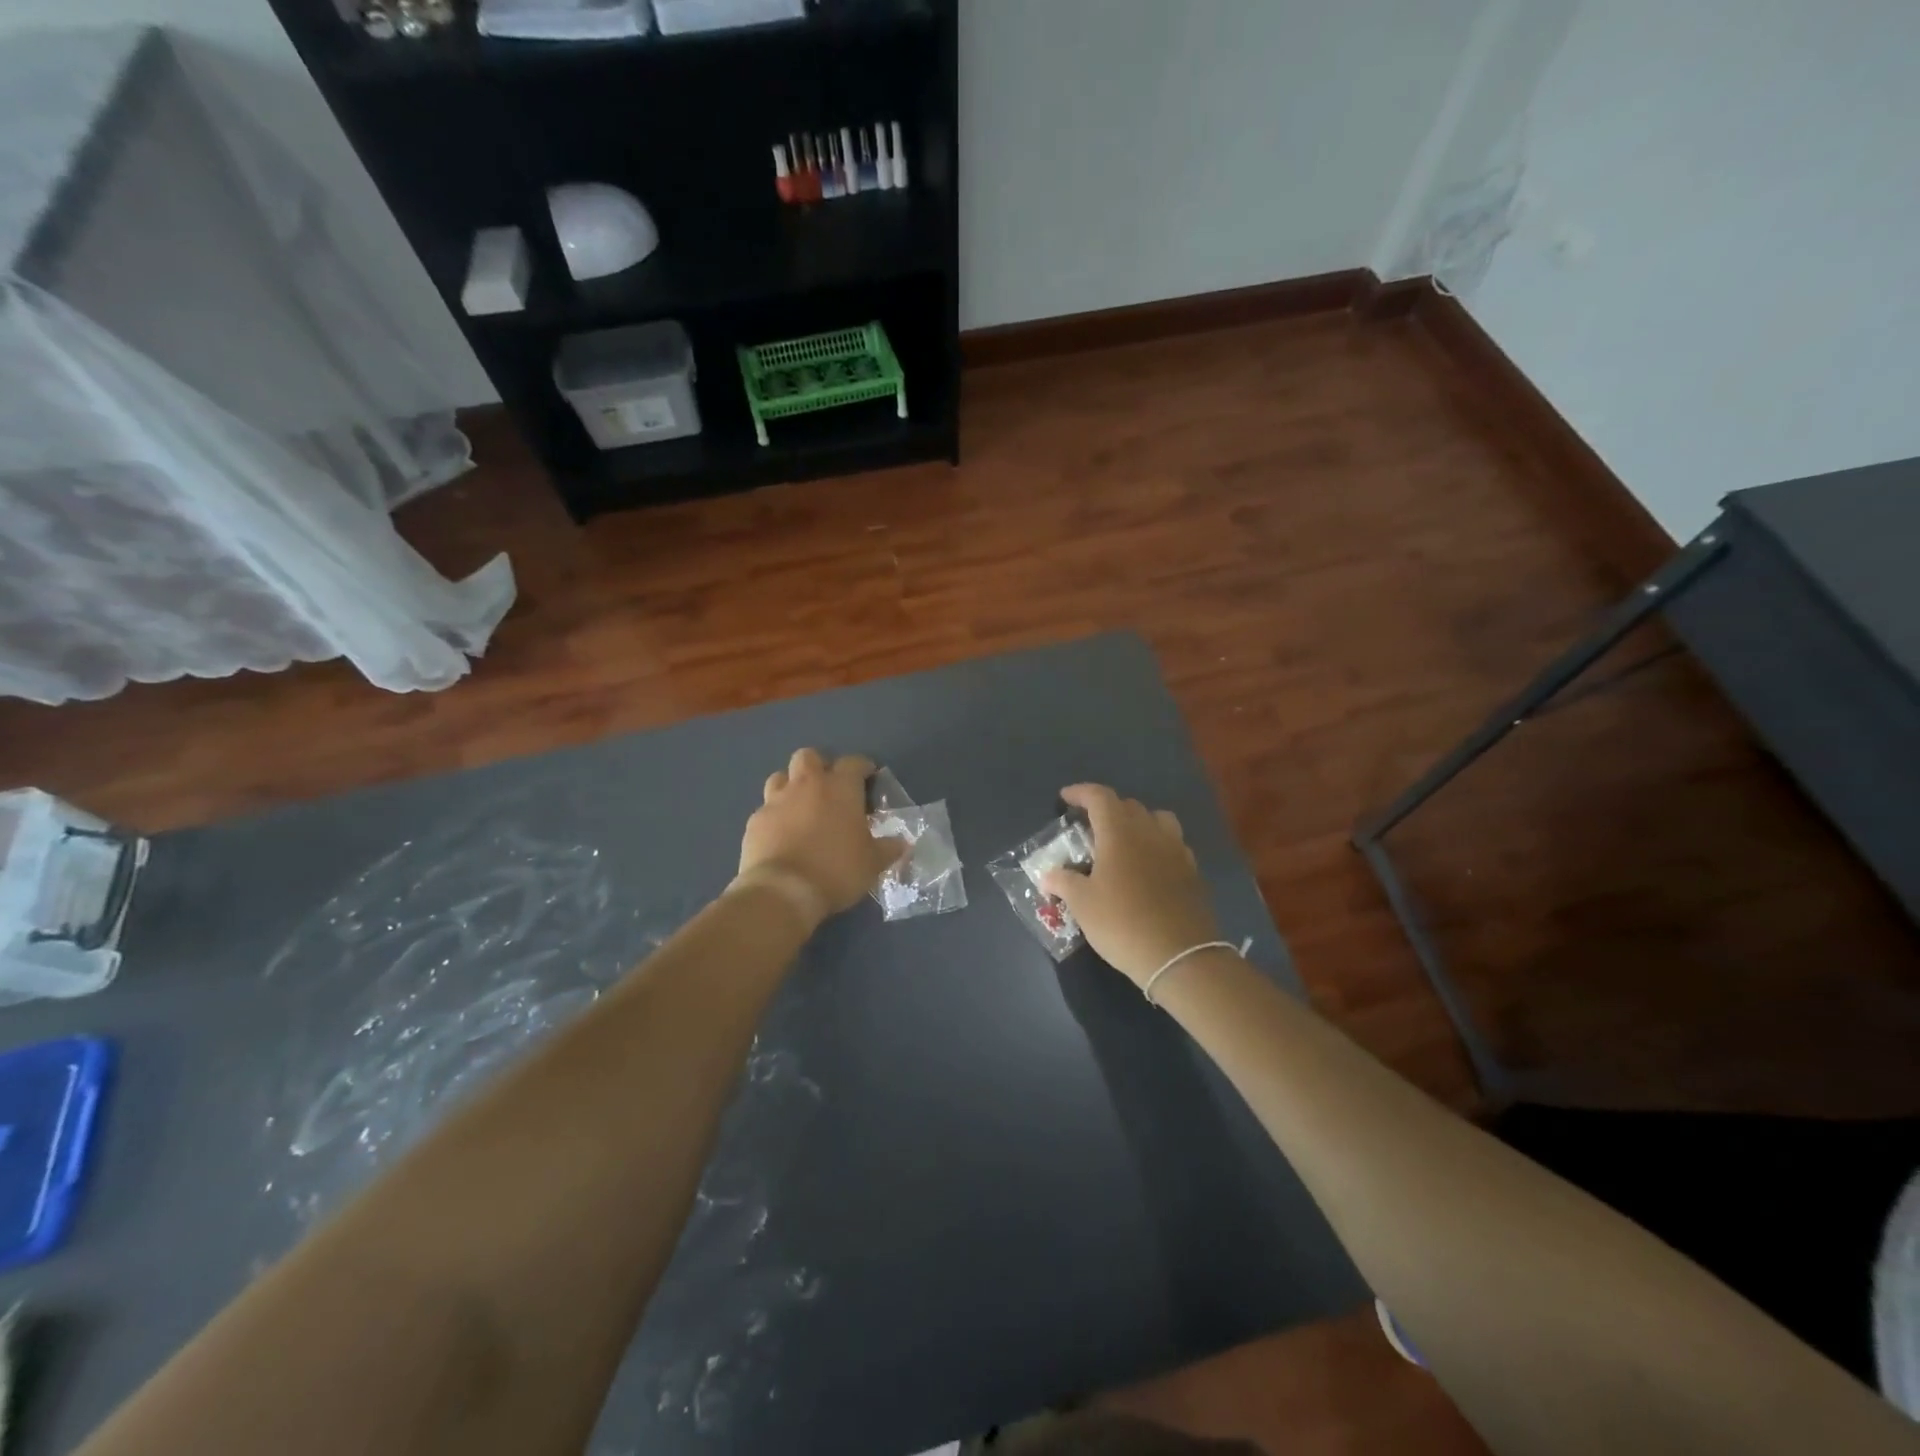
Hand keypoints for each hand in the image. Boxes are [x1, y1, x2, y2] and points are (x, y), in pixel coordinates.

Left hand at [735, 749, 905, 926]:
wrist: (783, 891)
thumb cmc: (836, 870)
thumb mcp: (872, 863)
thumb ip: (888, 849)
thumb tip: (902, 843)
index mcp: (840, 788)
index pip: (853, 762)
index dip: (862, 767)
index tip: (868, 777)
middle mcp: (806, 785)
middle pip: (809, 756)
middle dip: (819, 766)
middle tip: (829, 788)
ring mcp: (776, 801)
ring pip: (781, 777)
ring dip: (791, 785)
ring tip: (801, 806)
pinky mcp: (755, 821)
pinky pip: (766, 809)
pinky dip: (775, 816)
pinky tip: (781, 834)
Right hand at [1039, 784, 1220, 987]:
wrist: (1180, 956)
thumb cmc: (1122, 923)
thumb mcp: (1082, 905)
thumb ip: (1063, 882)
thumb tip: (1048, 875)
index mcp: (1120, 833)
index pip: (1100, 797)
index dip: (1081, 792)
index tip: (1065, 798)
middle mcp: (1150, 832)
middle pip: (1128, 805)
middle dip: (1107, 808)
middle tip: (1089, 826)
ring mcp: (1176, 850)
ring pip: (1157, 819)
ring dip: (1138, 821)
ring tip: (1124, 840)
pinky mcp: (1192, 871)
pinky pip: (1173, 844)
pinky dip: (1157, 844)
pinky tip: (1148, 866)